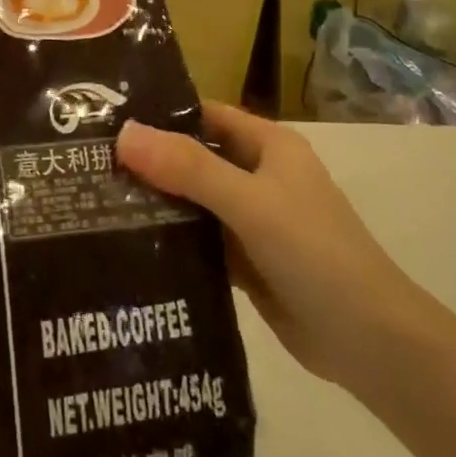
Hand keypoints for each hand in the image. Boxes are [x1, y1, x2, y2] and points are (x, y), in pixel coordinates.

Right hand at [115, 102, 420, 395]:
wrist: (369, 341)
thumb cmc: (315, 254)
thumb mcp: (250, 203)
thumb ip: (189, 169)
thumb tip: (123, 134)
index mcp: (269, 146)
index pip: (205, 115)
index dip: (160, 114)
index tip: (105, 120)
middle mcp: (259, 176)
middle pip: (194, 158)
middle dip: (148, 161)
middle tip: (86, 164)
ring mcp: (252, 221)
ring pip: (193, 201)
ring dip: (155, 201)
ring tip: (93, 200)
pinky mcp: (245, 261)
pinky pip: (199, 240)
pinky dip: (170, 239)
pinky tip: (125, 244)